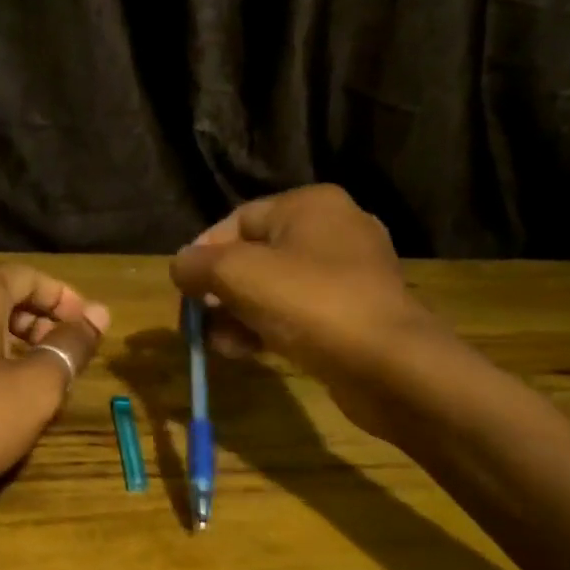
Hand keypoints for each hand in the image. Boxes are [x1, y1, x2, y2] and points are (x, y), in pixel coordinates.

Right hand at [170, 186, 450, 436]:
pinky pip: (298, 313)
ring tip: (220, 345)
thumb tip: (180, 265)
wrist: (388, 364)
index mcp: (310, 206)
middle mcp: (333, 230)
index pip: (238, 220)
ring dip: (238, 315)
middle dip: (220, 291)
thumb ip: (199, 264)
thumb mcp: (239, 275)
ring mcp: (348, 274)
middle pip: (255, 256)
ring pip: (274, 289)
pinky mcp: (354, 313)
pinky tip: (247, 353)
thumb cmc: (311, 304)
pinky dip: (268, 328)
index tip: (184, 289)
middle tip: (199, 322)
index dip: (203, 253)